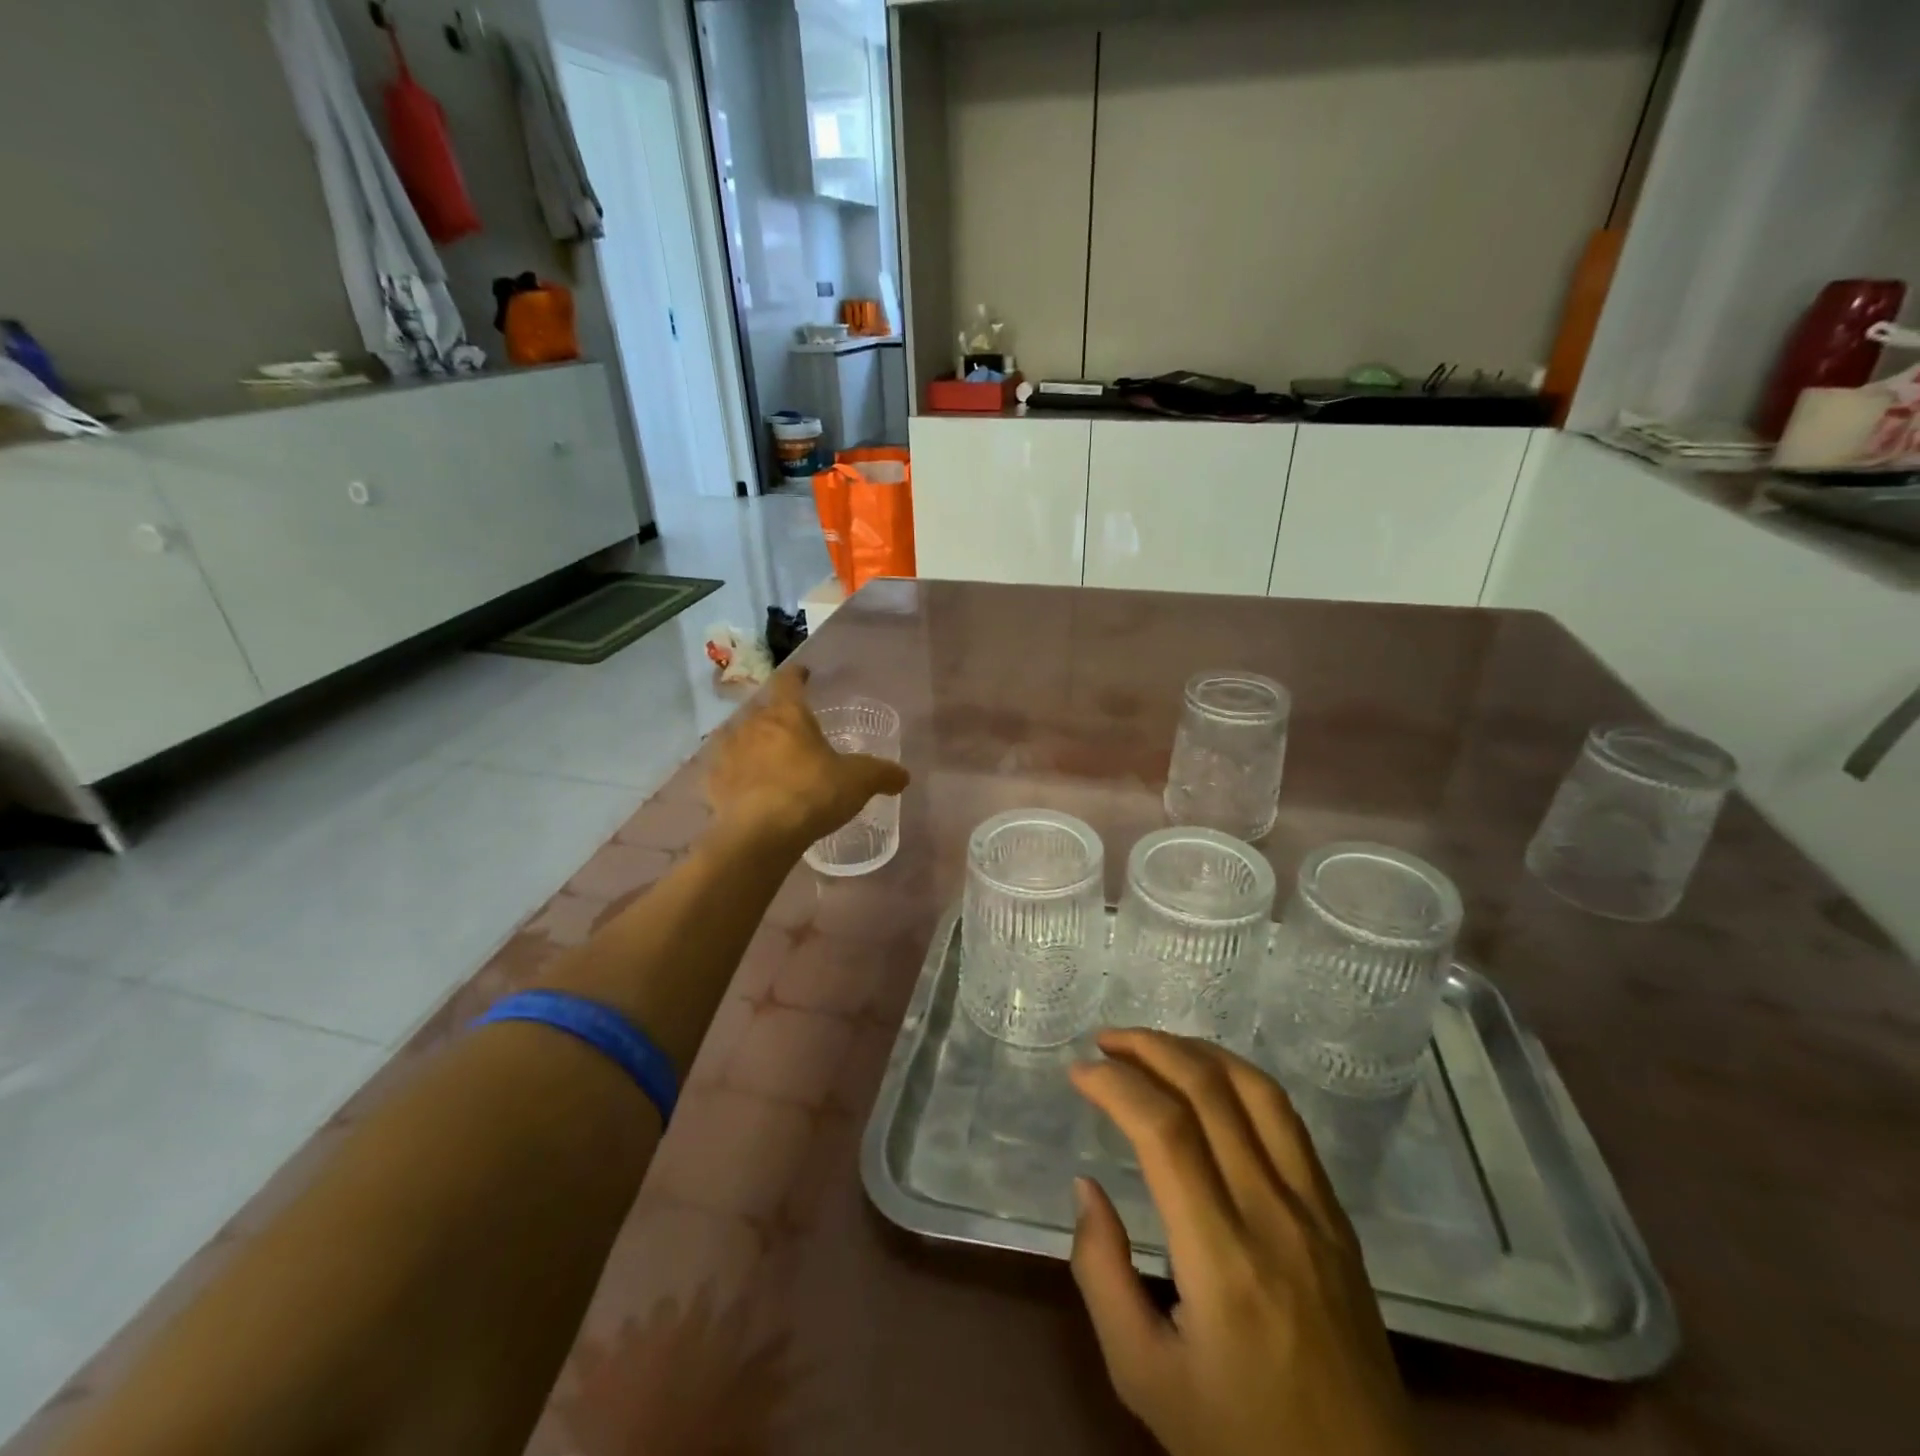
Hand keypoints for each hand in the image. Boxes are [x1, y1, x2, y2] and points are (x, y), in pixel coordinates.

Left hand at [704, 666, 909, 850]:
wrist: (760, 834)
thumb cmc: (813, 793)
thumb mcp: (858, 782)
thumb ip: (882, 774)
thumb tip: (903, 776)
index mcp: (788, 714)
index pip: (790, 682)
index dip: (798, 676)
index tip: (804, 674)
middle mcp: (753, 725)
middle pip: (763, 709)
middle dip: (776, 715)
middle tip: (792, 727)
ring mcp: (728, 752)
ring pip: (740, 737)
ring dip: (753, 743)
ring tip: (767, 758)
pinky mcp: (713, 782)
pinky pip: (725, 770)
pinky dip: (736, 773)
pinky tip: (746, 786)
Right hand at [1069, 1030, 1417, 1455]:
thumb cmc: (1239, 1439)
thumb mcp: (1143, 1376)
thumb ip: (1101, 1273)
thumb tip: (1086, 1184)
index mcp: (1223, 1259)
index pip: (1165, 1131)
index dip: (1116, 1085)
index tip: (1079, 1072)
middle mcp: (1273, 1216)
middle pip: (1210, 1091)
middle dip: (1149, 1048)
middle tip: (1104, 1042)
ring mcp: (1315, 1210)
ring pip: (1257, 1091)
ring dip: (1196, 1050)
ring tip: (1150, 1044)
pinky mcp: (1337, 1216)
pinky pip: (1288, 1121)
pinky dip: (1240, 1078)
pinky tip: (1210, 1078)